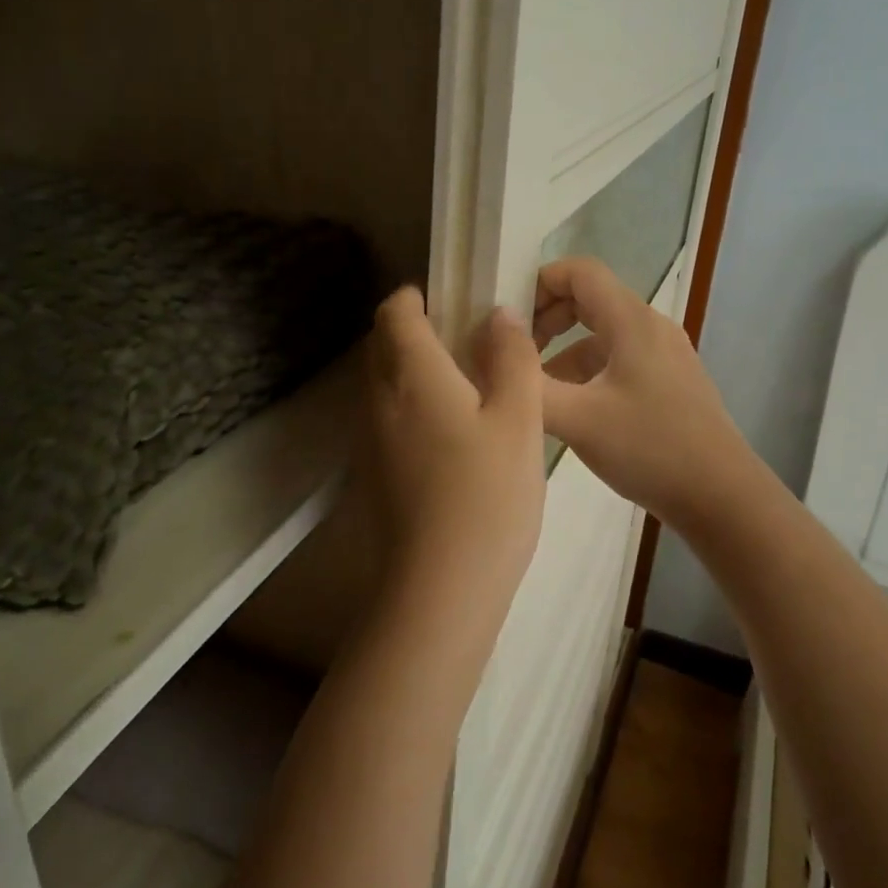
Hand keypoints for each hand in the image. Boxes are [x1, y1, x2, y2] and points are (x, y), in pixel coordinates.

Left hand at [355, 287, 546, 665]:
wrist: (439, 589)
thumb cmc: (487, 496)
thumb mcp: (518, 419)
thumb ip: (511, 358)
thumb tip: (498, 316)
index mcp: (412, 375)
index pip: (395, 311)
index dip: (419, 297)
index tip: (456, 301)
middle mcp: (378, 399)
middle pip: (383, 344)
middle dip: (416, 330)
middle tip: (469, 341)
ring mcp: (369, 439)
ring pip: (383, 383)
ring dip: (414, 370)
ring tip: (467, 387)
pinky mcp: (372, 474)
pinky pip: (386, 418)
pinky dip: (410, 406)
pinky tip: (452, 435)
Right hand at [532, 258, 756, 533]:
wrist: (721, 497)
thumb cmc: (649, 449)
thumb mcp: (577, 419)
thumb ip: (528, 382)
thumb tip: (491, 346)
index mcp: (632, 321)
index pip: (579, 271)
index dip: (538, 282)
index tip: (508, 319)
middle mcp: (651, 327)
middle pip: (589, 299)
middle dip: (546, 320)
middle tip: (515, 354)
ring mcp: (664, 356)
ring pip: (601, 335)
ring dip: (563, 352)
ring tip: (534, 391)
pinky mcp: (669, 383)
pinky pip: (618, 361)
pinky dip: (587, 373)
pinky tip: (570, 412)